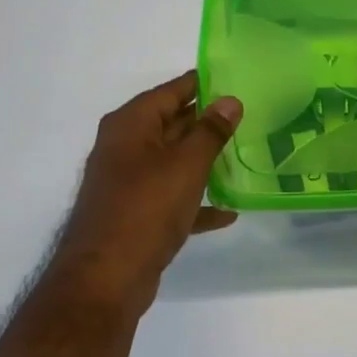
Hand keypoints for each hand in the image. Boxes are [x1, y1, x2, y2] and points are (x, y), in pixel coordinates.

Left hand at [46, 71, 242, 313]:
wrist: (107, 276)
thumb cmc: (146, 209)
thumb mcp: (186, 165)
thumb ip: (210, 132)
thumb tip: (229, 101)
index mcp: (130, 126)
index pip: (170, 92)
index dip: (201, 85)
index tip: (234, 81)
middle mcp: (125, 148)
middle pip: (171, 125)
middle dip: (206, 124)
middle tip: (248, 119)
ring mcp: (129, 184)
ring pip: (173, 163)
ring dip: (204, 162)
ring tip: (243, 158)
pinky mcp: (137, 216)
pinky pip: (172, 199)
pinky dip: (197, 202)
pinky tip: (228, 212)